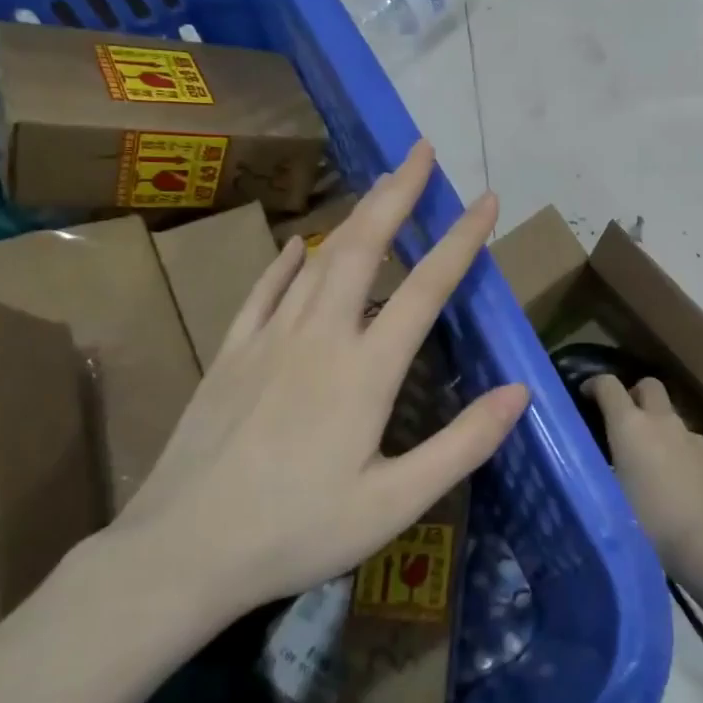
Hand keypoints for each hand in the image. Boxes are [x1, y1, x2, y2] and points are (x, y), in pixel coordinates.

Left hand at [113, 141, 528, 625]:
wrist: (182, 550)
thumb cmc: (296, 532)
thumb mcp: (394, 504)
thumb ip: (462, 444)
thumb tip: (520, 391)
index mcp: (365, 371)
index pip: (426, 288)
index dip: (461, 240)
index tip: (486, 200)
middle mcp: (319, 338)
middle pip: (365, 248)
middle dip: (399, 195)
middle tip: (421, 152)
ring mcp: (268, 340)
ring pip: (319, 260)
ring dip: (355, 217)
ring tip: (379, 185)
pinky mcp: (230, 354)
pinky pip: (265, 291)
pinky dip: (287, 262)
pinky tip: (300, 243)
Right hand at [587, 376, 702, 581]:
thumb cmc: (650, 523)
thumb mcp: (609, 496)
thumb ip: (596, 472)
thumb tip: (584, 467)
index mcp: (629, 425)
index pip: (608, 385)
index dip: (593, 384)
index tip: (584, 396)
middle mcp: (661, 421)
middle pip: (647, 386)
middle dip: (632, 395)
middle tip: (619, 422)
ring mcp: (690, 436)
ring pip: (668, 414)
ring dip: (654, 424)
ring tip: (642, 459)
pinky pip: (685, 440)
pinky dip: (673, 447)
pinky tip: (669, 479)